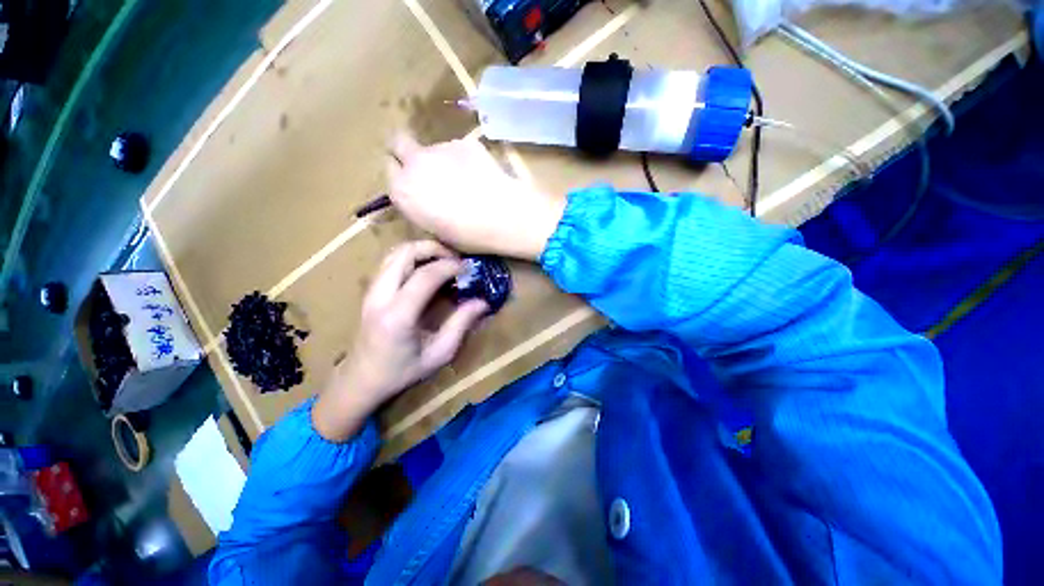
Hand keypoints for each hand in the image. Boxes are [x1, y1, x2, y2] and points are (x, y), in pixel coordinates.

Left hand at [313, 241, 487, 441]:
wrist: (360, 381)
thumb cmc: (401, 372)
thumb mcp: (439, 354)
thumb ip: (461, 324)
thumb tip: (483, 302)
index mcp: (398, 315)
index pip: (426, 275)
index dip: (450, 266)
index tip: (469, 268)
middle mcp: (380, 296)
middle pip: (405, 253)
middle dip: (434, 249)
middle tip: (456, 259)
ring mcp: (371, 290)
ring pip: (395, 252)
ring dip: (422, 250)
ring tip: (444, 262)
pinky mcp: (370, 290)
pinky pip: (391, 261)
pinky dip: (412, 257)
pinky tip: (427, 270)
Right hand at [387, 133, 565, 260]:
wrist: (502, 216)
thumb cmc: (469, 235)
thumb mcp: (436, 232)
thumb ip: (422, 208)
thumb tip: (425, 199)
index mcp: (402, 191)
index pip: (389, 171)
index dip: (402, 177)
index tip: (416, 185)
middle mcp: (414, 164)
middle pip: (398, 144)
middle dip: (406, 153)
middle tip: (428, 170)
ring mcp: (440, 148)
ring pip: (433, 148)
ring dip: (442, 160)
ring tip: (467, 181)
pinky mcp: (464, 142)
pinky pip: (458, 149)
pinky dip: (465, 159)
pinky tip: (481, 175)